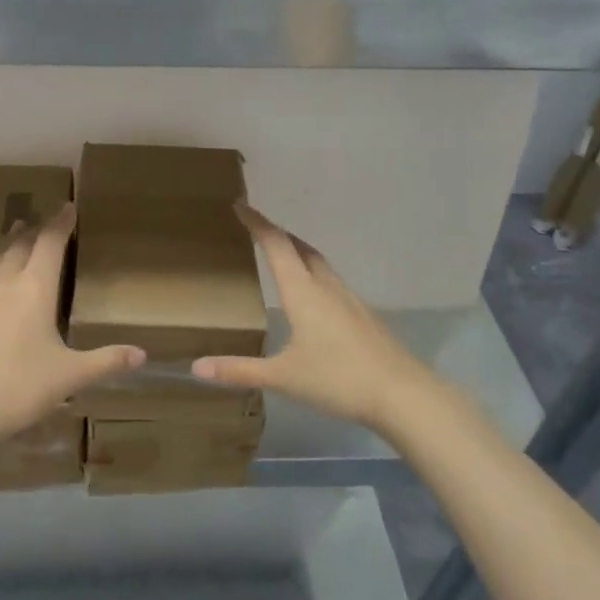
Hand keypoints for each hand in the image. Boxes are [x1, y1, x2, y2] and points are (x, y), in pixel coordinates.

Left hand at [0, 204, 143, 453]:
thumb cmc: (21, 389)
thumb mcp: (70, 377)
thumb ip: (107, 361)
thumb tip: (143, 355)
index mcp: (36, 287)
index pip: (51, 242)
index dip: (61, 222)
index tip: (68, 207)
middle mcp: (4, 279)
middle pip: (20, 242)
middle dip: (35, 229)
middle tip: (44, 222)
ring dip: (6, 241)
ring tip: (14, 232)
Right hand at [192, 205, 447, 433]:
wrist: (403, 395)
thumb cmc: (338, 379)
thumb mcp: (282, 377)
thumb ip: (239, 371)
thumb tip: (196, 367)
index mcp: (303, 292)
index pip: (276, 245)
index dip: (257, 223)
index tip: (240, 205)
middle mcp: (326, 286)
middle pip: (300, 247)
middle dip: (277, 233)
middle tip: (257, 228)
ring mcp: (349, 299)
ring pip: (319, 263)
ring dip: (298, 251)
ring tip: (282, 255)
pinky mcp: (363, 315)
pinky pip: (332, 281)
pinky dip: (314, 274)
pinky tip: (312, 296)